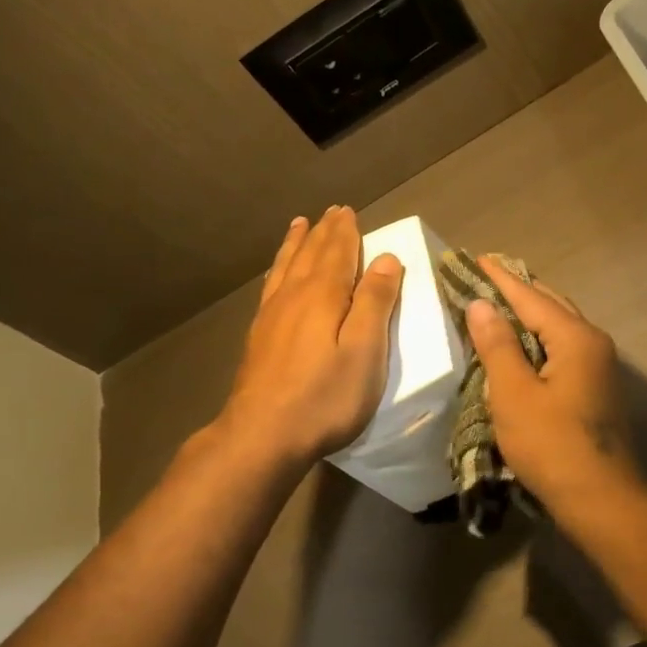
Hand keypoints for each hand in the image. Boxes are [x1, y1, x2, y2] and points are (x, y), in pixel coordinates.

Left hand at [214, 207, 402, 467]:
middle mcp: (294, 296)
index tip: (349, 211)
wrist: (262, 434)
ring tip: (300, 225)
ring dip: (297, 243)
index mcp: (324, 296)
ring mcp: (271, 315)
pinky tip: (277, 274)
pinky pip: (271, 286)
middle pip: (311, 254)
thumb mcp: (364, 352)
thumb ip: (375, 303)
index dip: (346, 232)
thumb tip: (386, 258)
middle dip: (324, 232)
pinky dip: (278, 269)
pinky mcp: (259, 336)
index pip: (338, 253)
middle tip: (331, 211)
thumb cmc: (324, 397)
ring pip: (287, 266)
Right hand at [463, 259, 637, 507]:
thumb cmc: (552, 445)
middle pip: (551, 305)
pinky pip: (563, 348)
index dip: (500, 278)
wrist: (601, 499)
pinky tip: (521, 345)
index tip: (476, 257)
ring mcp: (599, 367)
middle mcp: (593, 343)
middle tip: (485, 276)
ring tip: (498, 303)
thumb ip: (497, 346)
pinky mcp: (595, 389)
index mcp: (576, 338)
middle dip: (517, 290)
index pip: (531, 296)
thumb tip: (482, 305)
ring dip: (529, 314)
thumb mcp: (514, 394)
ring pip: (559, 327)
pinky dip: (538, 338)